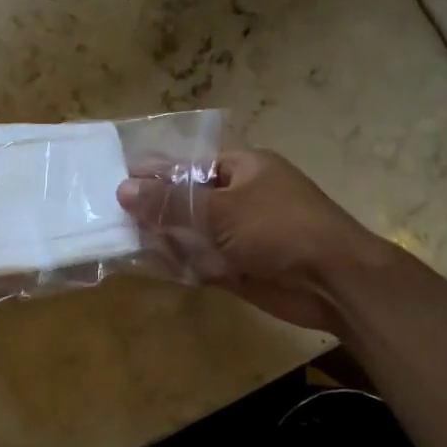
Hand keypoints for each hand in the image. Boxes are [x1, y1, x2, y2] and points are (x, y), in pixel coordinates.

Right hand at [117, 148, 397, 333]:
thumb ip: (171, 202)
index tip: (120, 184)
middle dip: (156, 211)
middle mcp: (241, 198)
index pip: (191, 166)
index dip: (157, 174)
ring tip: (124, 243)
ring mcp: (240, 236)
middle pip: (188, 201)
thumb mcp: (220, 208)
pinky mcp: (240, 268)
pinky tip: (152, 267)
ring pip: (192, 234)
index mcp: (244, 169)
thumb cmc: (279, 228)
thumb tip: (123, 190)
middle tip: (114, 219)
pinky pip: (202, 263)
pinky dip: (181, 266)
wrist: (332, 281)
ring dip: (165, 240)